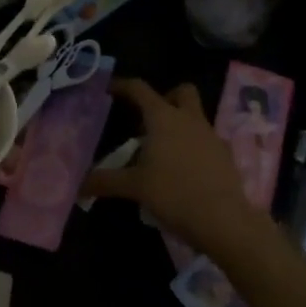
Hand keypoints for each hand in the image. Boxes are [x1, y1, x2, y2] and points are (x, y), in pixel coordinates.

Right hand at [82, 79, 256, 254]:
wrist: (225, 221)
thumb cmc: (174, 194)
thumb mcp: (135, 188)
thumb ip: (106, 182)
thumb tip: (79, 185)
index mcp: (163, 118)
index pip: (140, 89)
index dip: (123, 85)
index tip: (109, 89)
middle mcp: (189, 119)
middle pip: (181, 91)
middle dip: (166, 97)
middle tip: (149, 118)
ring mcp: (211, 136)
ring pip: (196, 116)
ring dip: (180, 124)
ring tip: (164, 150)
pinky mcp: (226, 156)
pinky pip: (207, 141)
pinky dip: (195, 147)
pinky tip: (185, 171)